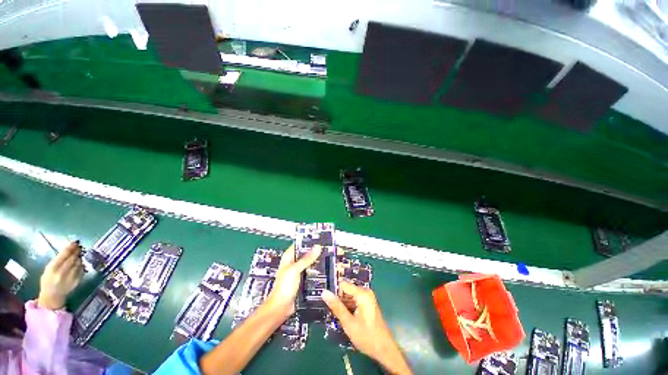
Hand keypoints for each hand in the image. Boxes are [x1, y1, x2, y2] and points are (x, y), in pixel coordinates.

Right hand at [38, 241, 83, 309]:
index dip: (70, 247)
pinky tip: (79, 262)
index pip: (64, 255)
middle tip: (79, 246)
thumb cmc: (48, 280)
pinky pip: (81, 269)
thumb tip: (68, 249)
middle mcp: (62, 273)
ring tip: (78, 253)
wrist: (52, 296)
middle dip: (76, 251)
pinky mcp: (77, 281)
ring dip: (79, 257)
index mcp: (53, 268)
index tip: (75, 242)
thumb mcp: (48, 269)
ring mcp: (71, 277)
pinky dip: (81, 264)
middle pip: (72, 258)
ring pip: (78, 263)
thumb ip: (57, 260)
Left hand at [265, 244, 321, 318]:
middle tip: (327, 248)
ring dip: (317, 260)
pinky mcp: (303, 279)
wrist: (281, 308)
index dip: (309, 241)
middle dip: (316, 251)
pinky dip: (317, 269)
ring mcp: (299, 271)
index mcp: (289, 256)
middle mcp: (294, 262)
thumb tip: (317, 247)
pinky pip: (312, 271)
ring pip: (310, 262)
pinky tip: (325, 268)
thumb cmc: (283, 288)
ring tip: (329, 256)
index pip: (300, 244)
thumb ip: (306, 259)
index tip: (320, 239)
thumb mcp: (295, 270)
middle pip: (306, 253)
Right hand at [322, 282, 411, 374]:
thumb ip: (336, 307)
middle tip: (329, 311)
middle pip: (346, 290)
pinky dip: (348, 307)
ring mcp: (367, 297)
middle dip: (337, 299)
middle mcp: (365, 292)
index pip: (343, 284)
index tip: (325, 300)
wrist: (384, 350)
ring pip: (349, 296)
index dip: (333, 291)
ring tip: (334, 315)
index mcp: (362, 293)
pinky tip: (343, 317)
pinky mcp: (367, 304)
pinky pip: (354, 300)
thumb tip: (324, 292)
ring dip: (342, 304)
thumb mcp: (348, 323)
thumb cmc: (367, 337)